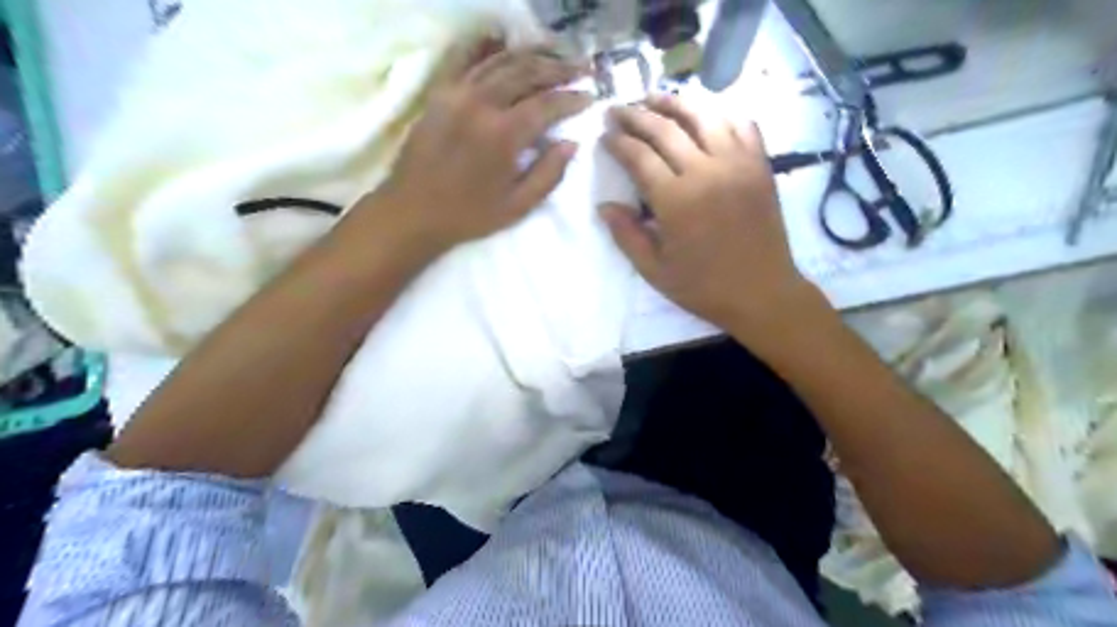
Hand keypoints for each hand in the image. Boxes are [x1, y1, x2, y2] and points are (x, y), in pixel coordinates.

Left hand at [368, 38, 591, 252]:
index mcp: (504, 135)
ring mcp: (457, 94)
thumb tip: (571, 143)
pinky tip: (502, 40)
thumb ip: (548, 174)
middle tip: (583, 68)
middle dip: (559, 68)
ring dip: (531, 55)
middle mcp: (482, 104)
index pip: (547, 104)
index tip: (590, 97)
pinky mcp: (439, 93)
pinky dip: (486, 47)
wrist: (412, 212)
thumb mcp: (517, 206)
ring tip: (554, 55)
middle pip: (527, 72)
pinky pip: (464, 59)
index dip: (572, 99)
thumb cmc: (468, 215)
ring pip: (500, 61)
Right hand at [604, 92, 826, 342]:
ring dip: (675, 103)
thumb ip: (627, 235)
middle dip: (636, 115)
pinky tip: (706, 113)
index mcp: (676, 200)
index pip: (639, 156)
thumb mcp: (655, 271)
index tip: (604, 135)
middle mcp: (706, 172)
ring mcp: (738, 164)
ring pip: (704, 116)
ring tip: (655, 98)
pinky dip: (721, 113)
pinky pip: (742, 125)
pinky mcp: (760, 166)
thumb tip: (603, 206)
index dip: (617, 142)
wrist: (762, 293)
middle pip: (666, 129)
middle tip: (618, 109)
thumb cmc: (704, 287)